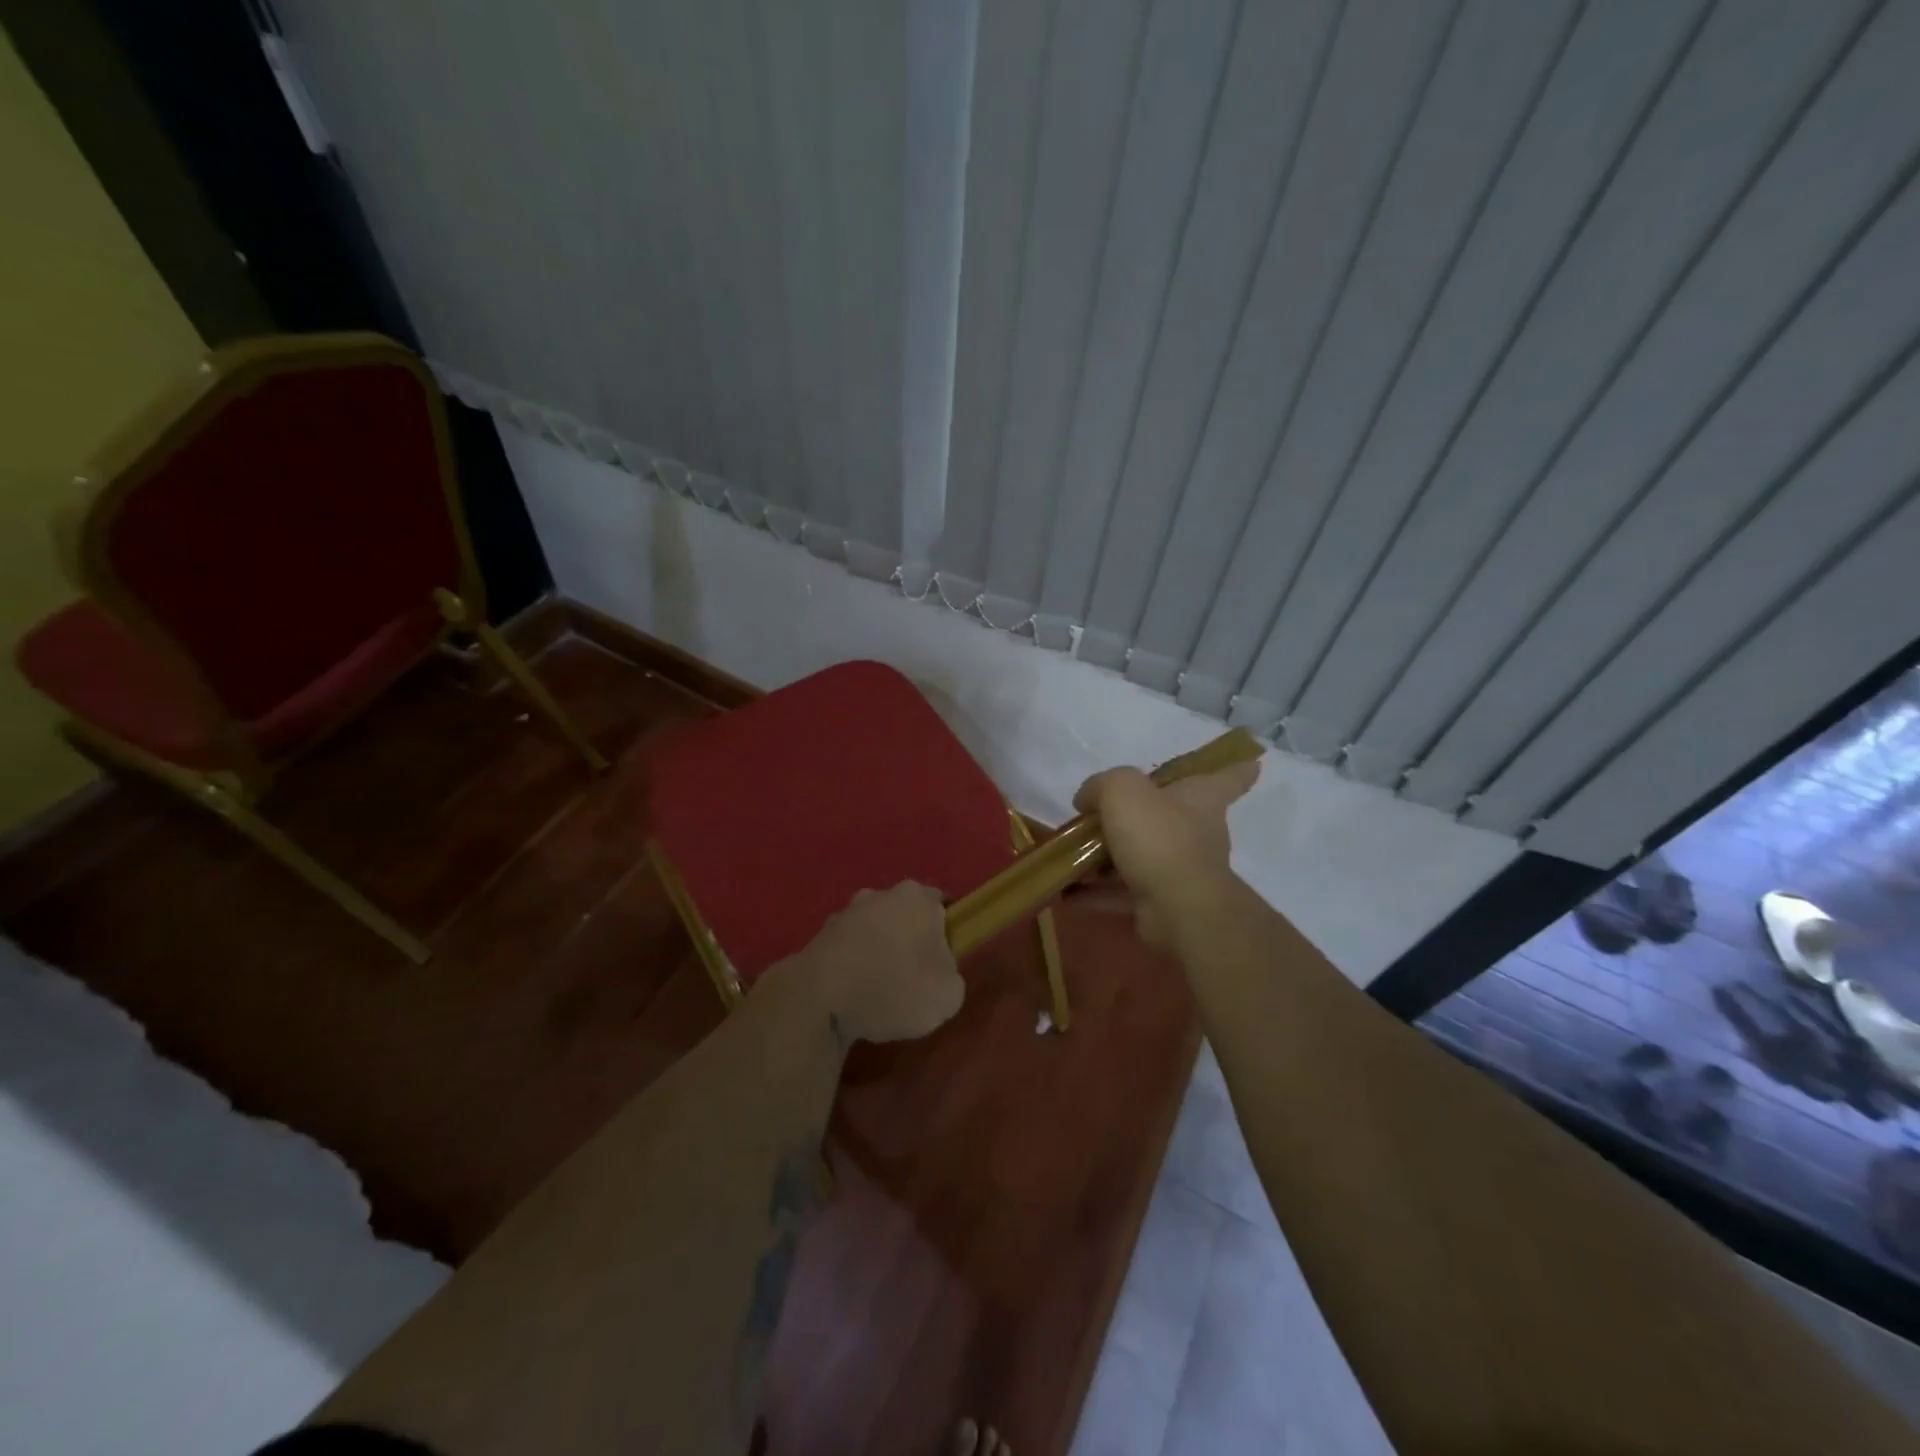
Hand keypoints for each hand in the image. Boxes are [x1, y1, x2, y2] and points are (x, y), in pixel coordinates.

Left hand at [795, 882, 963, 1045]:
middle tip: (913, 977)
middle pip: (904, 914)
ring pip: (872, 929)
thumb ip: (951, 976)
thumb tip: (938, 972)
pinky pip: (847, 949)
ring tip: (879, 991)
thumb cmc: (894, 988)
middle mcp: (880, 894)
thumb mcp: (948, 996)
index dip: (946, 931)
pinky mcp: (818, 936)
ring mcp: (845, 912)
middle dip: (909, 939)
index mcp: (917, 898)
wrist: (819, 999)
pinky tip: (853, 994)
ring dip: (877, 951)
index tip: (944, 961)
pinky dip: (852, 965)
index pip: (941, 904)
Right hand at [1072, 759, 1259, 949]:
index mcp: (1200, 798)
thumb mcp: (1121, 791)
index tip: (1251, 762)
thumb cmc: (1159, 837)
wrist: (1177, 906)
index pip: (1228, 777)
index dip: (1236, 767)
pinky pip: (1124, 891)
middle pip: (1174, 816)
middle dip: (1146, 815)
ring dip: (1109, 857)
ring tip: (1072, 855)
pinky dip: (1097, 892)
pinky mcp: (1162, 902)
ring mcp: (1181, 869)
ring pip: (1143, 855)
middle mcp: (1197, 831)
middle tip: (1105, 814)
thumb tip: (1087, 800)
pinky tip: (1066, 891)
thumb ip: (1100, 785)